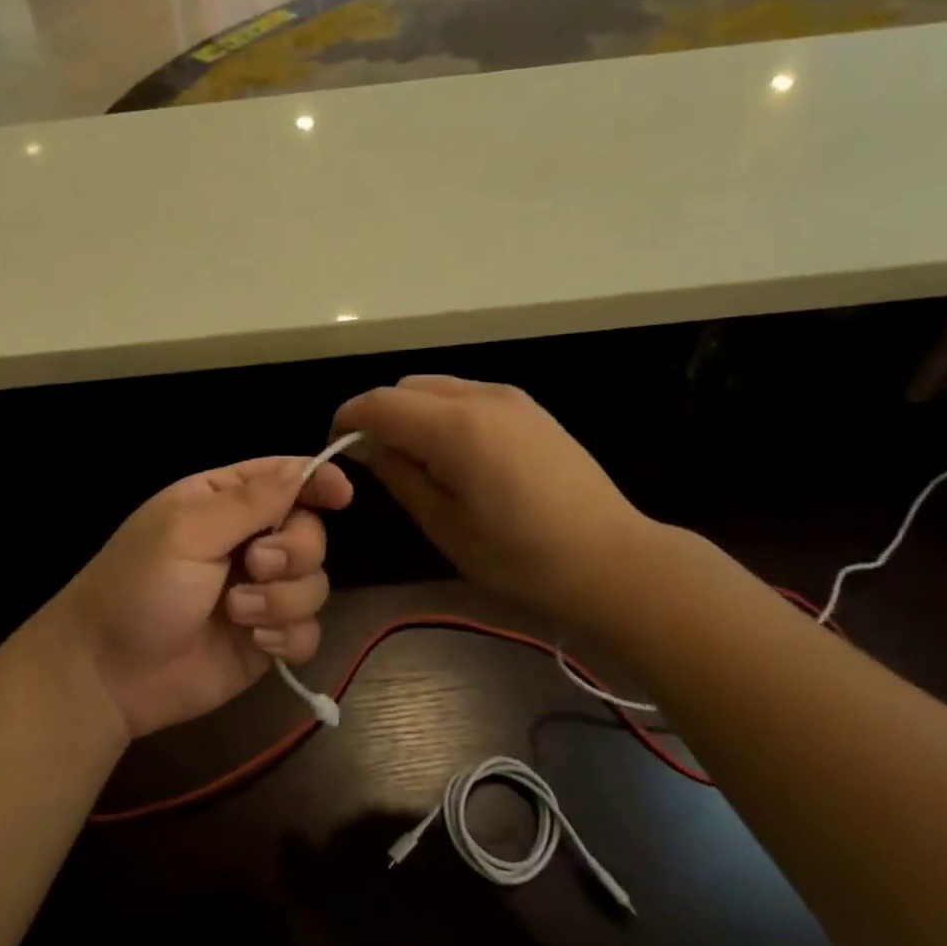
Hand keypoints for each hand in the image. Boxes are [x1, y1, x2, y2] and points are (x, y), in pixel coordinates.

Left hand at [53, 456, 353, 739]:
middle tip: (255, 565)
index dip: (317, 481)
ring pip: (315, 583)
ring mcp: (260, 593)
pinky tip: (254, 642)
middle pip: (310, 533)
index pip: (283, 478)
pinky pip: (309, 631)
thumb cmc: (137, 587)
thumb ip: (247, 503)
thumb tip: (300, 469)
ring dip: (282, 599)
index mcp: (222, 503)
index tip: (342, 495)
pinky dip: (288, 636)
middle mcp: (247, 542)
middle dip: (293, 551)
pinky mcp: (266, 639)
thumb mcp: (185, 533)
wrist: (108, 674)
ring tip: (236, 614)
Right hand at [332, 375, 651, 624]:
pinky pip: (466, 395)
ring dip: (412, 412)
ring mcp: (509, 397)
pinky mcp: (529, 408)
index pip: (378, 403)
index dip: (347, 419)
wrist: (611, 559)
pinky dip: (443, 413)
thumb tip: (368, 445)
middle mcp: (480, 396)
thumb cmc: (520, 555)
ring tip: (419, 460)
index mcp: (454, 426)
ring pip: (436, 386)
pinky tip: (456, 455)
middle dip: (380, 414)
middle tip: (377, 461)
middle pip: (406, 387)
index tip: (335, 447)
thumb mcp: (444, 524)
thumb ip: (399, 474)